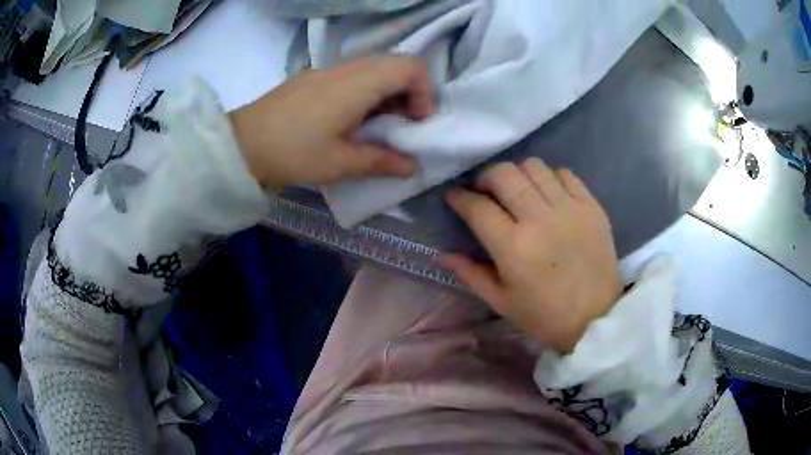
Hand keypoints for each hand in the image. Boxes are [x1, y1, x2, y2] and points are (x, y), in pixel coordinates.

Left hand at [229, 58, 432, 186]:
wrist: (240, 144)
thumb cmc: (292, 153)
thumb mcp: (339, 164)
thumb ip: (381, 161)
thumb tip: (411, 166)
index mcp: (357, 84)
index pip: (410, 67)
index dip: (424, 91)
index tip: (416, 121)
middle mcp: (345, 68)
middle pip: (394, 65)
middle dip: (408, 93)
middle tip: (401, 126)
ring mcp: (326, 70)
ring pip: (373, 69)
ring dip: (386, 93)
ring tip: (377, 126)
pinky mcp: (312, 78)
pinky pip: (351, 75)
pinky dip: (365, 92)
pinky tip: (350, 120)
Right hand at [441, 159, 622, 353]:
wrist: (596, 318)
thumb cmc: (544, 315)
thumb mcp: (501, 301)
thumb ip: (470, 274)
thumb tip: (443, 254)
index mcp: (513, 248)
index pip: (477, 207)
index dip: (459, 197)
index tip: (455, 196)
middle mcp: (540, 220)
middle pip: (504, 174)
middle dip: (485, 177)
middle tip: (486, 192)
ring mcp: (570, 209)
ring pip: (534, 166)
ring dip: (518, 174)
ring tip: (518, 191)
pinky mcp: (592, 206)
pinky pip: (564, 174)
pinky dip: (549, 178)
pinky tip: (548, 195)